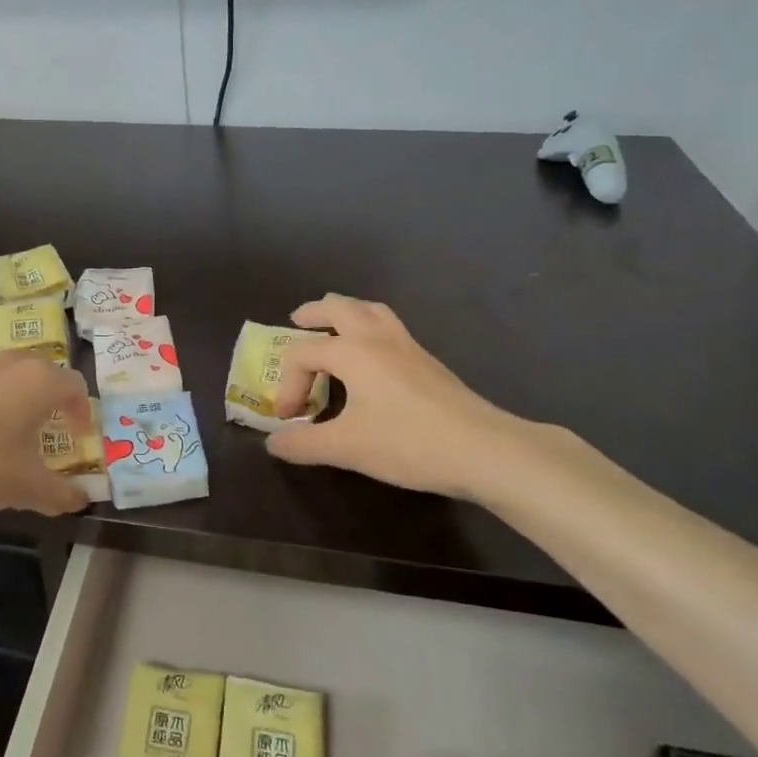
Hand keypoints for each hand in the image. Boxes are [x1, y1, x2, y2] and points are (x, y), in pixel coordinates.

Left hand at [0, 352, 90, 517]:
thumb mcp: (25, 488)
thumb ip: (59, 494)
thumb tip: (80, 501)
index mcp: (38, 381)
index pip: (75, 385)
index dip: (81, 410)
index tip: (77, 435)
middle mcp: (9, 362)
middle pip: (41, 372)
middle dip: (49, 399)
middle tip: (46, 429)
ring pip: (5, 374)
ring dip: (14, 397)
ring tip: (5, 430)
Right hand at [266, 295, 565, 502]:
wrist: (484, 450)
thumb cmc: (409, 442)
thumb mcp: (347, 447)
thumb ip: (304, 444)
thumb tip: (273, 443)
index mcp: (352, 351)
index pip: (303, 354)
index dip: (287, 384)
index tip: (289, 419)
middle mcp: (377, 337)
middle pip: (339, 306)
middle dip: (313, 312)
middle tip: (296, 321)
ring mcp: (407, 345)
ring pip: (371, 310)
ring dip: (346, 312)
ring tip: (334, 328)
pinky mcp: (428, 361)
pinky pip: (390, 327)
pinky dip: (370, 329)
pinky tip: (372, 359)